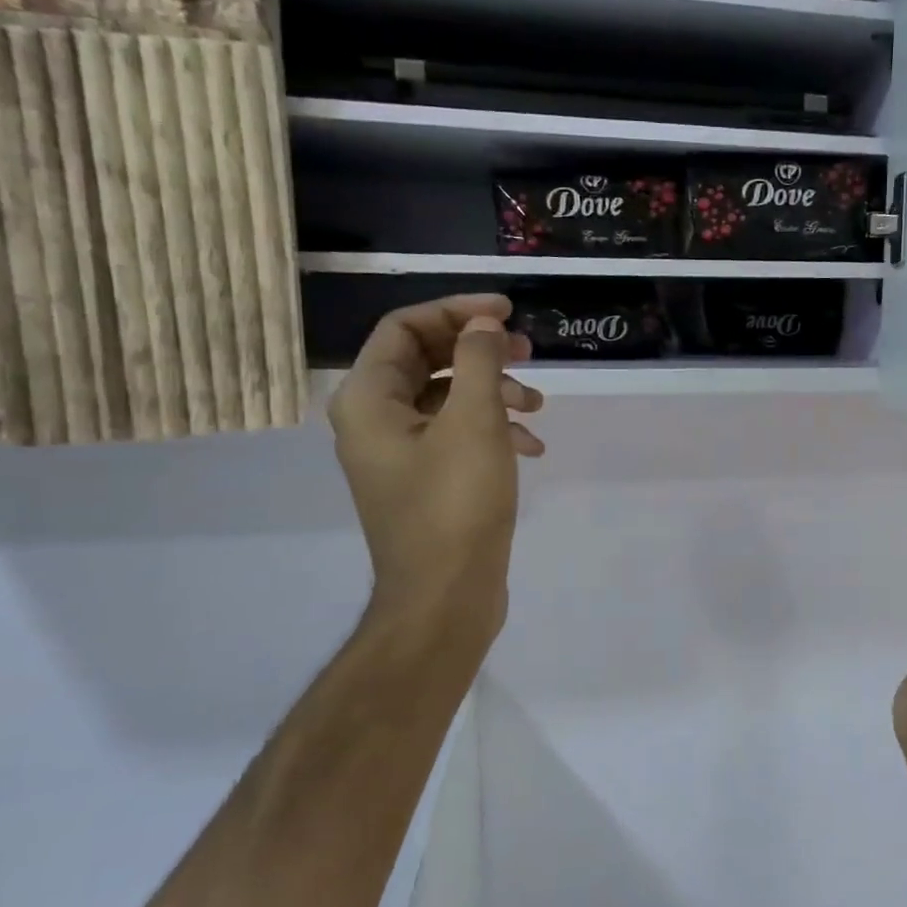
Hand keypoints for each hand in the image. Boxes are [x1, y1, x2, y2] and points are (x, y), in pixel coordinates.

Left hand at [329, 294, 543, 648]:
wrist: (445, 596)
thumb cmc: (455, 504)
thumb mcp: (473, 423)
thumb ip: (477, 362)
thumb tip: (483, 325)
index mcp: (369, 400)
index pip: (405, 328)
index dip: (456, 311)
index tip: (506, 311)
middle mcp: (375, 421)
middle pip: (428, 360)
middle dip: (481, 352)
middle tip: (529, 351)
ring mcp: (400, 454)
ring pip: (448, 398)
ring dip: (494, 392)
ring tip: (537, 406)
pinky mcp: (426, 480)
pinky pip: (457, 435)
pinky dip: (493, 430)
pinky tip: (531, 447)